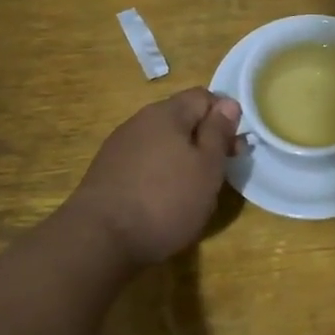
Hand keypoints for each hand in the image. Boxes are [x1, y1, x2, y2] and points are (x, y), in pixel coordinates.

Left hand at [63, 88, 241, 267]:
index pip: (204, 96)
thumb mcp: (207, 166)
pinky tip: (164, 199)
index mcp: (166, 113)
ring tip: (194, 190)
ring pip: (163, 142)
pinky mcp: (108, 172)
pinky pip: (145, 162)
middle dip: (205, 140)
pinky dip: (161, 174)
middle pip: (181, 119)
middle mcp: (140, 121)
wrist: (100, 238)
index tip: (235, 147)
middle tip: (220, 173)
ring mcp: (120, 146)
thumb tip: (228, 103)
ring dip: (183, 158)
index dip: (225, 116)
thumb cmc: (166, 200)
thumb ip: (218, 132)